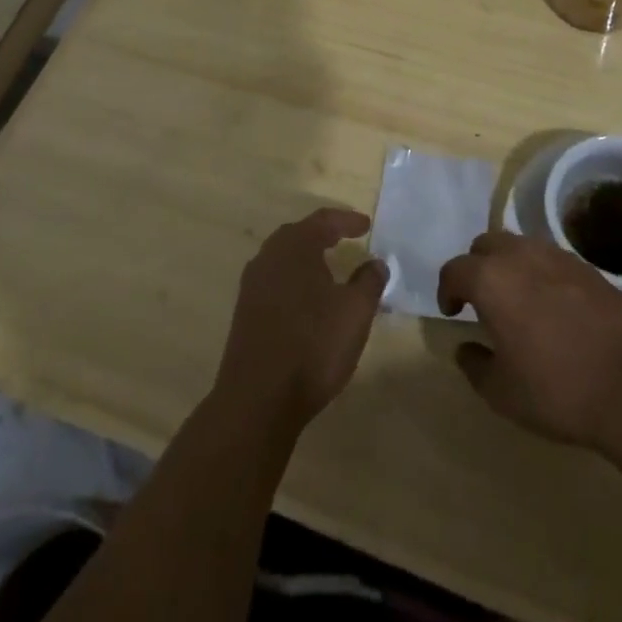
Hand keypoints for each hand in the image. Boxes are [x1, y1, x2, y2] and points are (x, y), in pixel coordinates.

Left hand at [213, 209, 388, 431]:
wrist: (258, 400)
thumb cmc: (313, 346)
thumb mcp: (355, 312)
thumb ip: (369, 281)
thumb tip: (376, 262)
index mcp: (295, 247)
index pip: (324, 221)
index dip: (347, 220)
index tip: (366, 224)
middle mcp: (269, 257)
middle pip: (298, 234)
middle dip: (323, 233)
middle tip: (345, 237)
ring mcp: (252, 285)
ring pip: (283, 258)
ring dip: (306, 257)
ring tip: (328, 267)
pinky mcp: (245, 312)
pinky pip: (275, 281)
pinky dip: (294, 279)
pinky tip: (306, 298)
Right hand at [437, 230, 621, 446]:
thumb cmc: (557, 389)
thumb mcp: (502, 393)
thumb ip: (475, 365)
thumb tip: (466, 348)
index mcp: (491, 279)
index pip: (455, 270)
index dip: (447, 290)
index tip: (453, 313)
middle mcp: (520, 255)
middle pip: (486, 245)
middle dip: (477, 268)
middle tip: (481, 301)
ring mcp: (556, 256)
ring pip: (519, 245)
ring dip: (509, 265)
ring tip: (516, 300)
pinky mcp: (586, 266)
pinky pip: (549, 258)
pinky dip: (540, 273)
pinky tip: (551, 305)